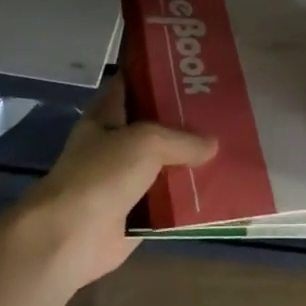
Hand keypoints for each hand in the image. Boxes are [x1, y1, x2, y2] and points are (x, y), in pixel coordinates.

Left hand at [1, 77, 216, 288]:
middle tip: (226, 107)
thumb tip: (213, 145)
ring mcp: (127, 181)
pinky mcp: (139, 213)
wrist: (70, 238)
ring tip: (234, 145)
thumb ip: (183, 138)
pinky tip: (224, 187)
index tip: (192, 67)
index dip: (158, 73)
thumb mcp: (146, 142)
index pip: (132, 84)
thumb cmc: (101, 175)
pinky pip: (173, 200)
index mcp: (106, 117)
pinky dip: (193, 197)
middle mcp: (116, 145)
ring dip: (195, 160)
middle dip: (188, 119)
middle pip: (157, 125)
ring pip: (168, 164)